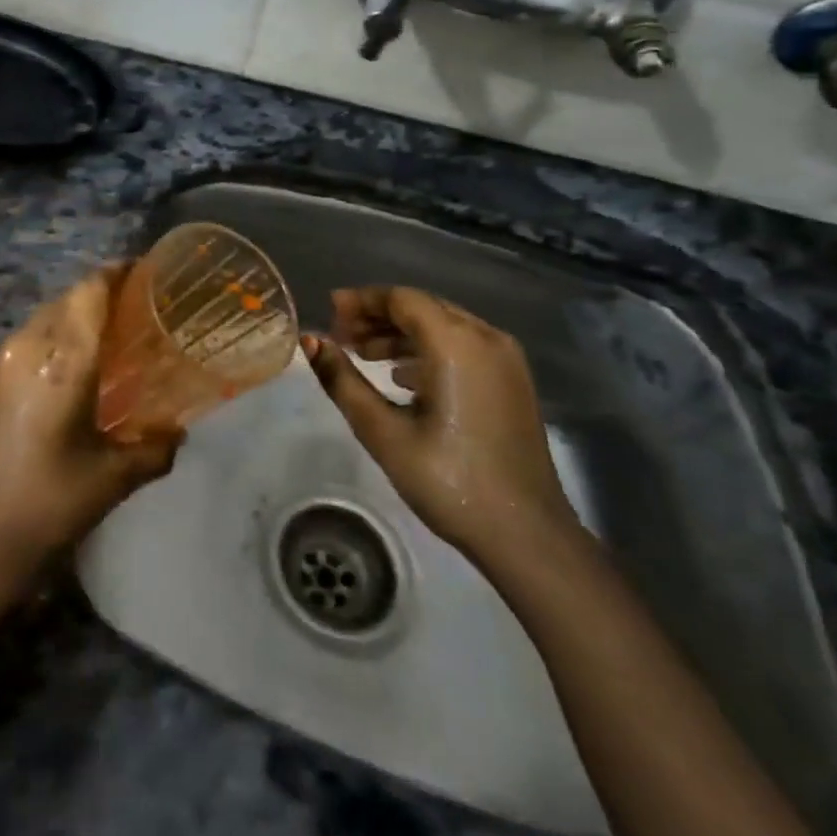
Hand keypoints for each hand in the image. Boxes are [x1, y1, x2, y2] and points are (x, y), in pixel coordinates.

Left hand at [0, 266, 181, 566]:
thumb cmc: (49, 504)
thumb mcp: (111, 479)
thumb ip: (152, 449)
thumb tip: (177, 435)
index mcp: (62, 359)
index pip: (89, 292)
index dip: (113, 274)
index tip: (135, 272)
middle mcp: (21, 347)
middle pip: (61, 305)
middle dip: (90, 303)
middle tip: (119, 322)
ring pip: (32, 328)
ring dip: (59, 332)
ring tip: (81, 359)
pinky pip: (7, 356)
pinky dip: (30, 359)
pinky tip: (39, 393)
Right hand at [302, 286, 577, 560]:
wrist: (527, 536)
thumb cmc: (449, 481)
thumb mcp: (383, 432)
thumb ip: (342, 380)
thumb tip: (309, 342)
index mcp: (456, 344)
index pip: (402, 299)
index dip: (362, 301)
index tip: (328, 312)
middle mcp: (486, 338)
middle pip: (423, 307)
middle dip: (378, 316)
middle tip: (340, 336)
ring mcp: (506, 360)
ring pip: (443, 326)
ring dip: (401, 334)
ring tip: (362, 355)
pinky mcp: (513, 382)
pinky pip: (463, 347)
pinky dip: (427, 350)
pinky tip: (401, 377)